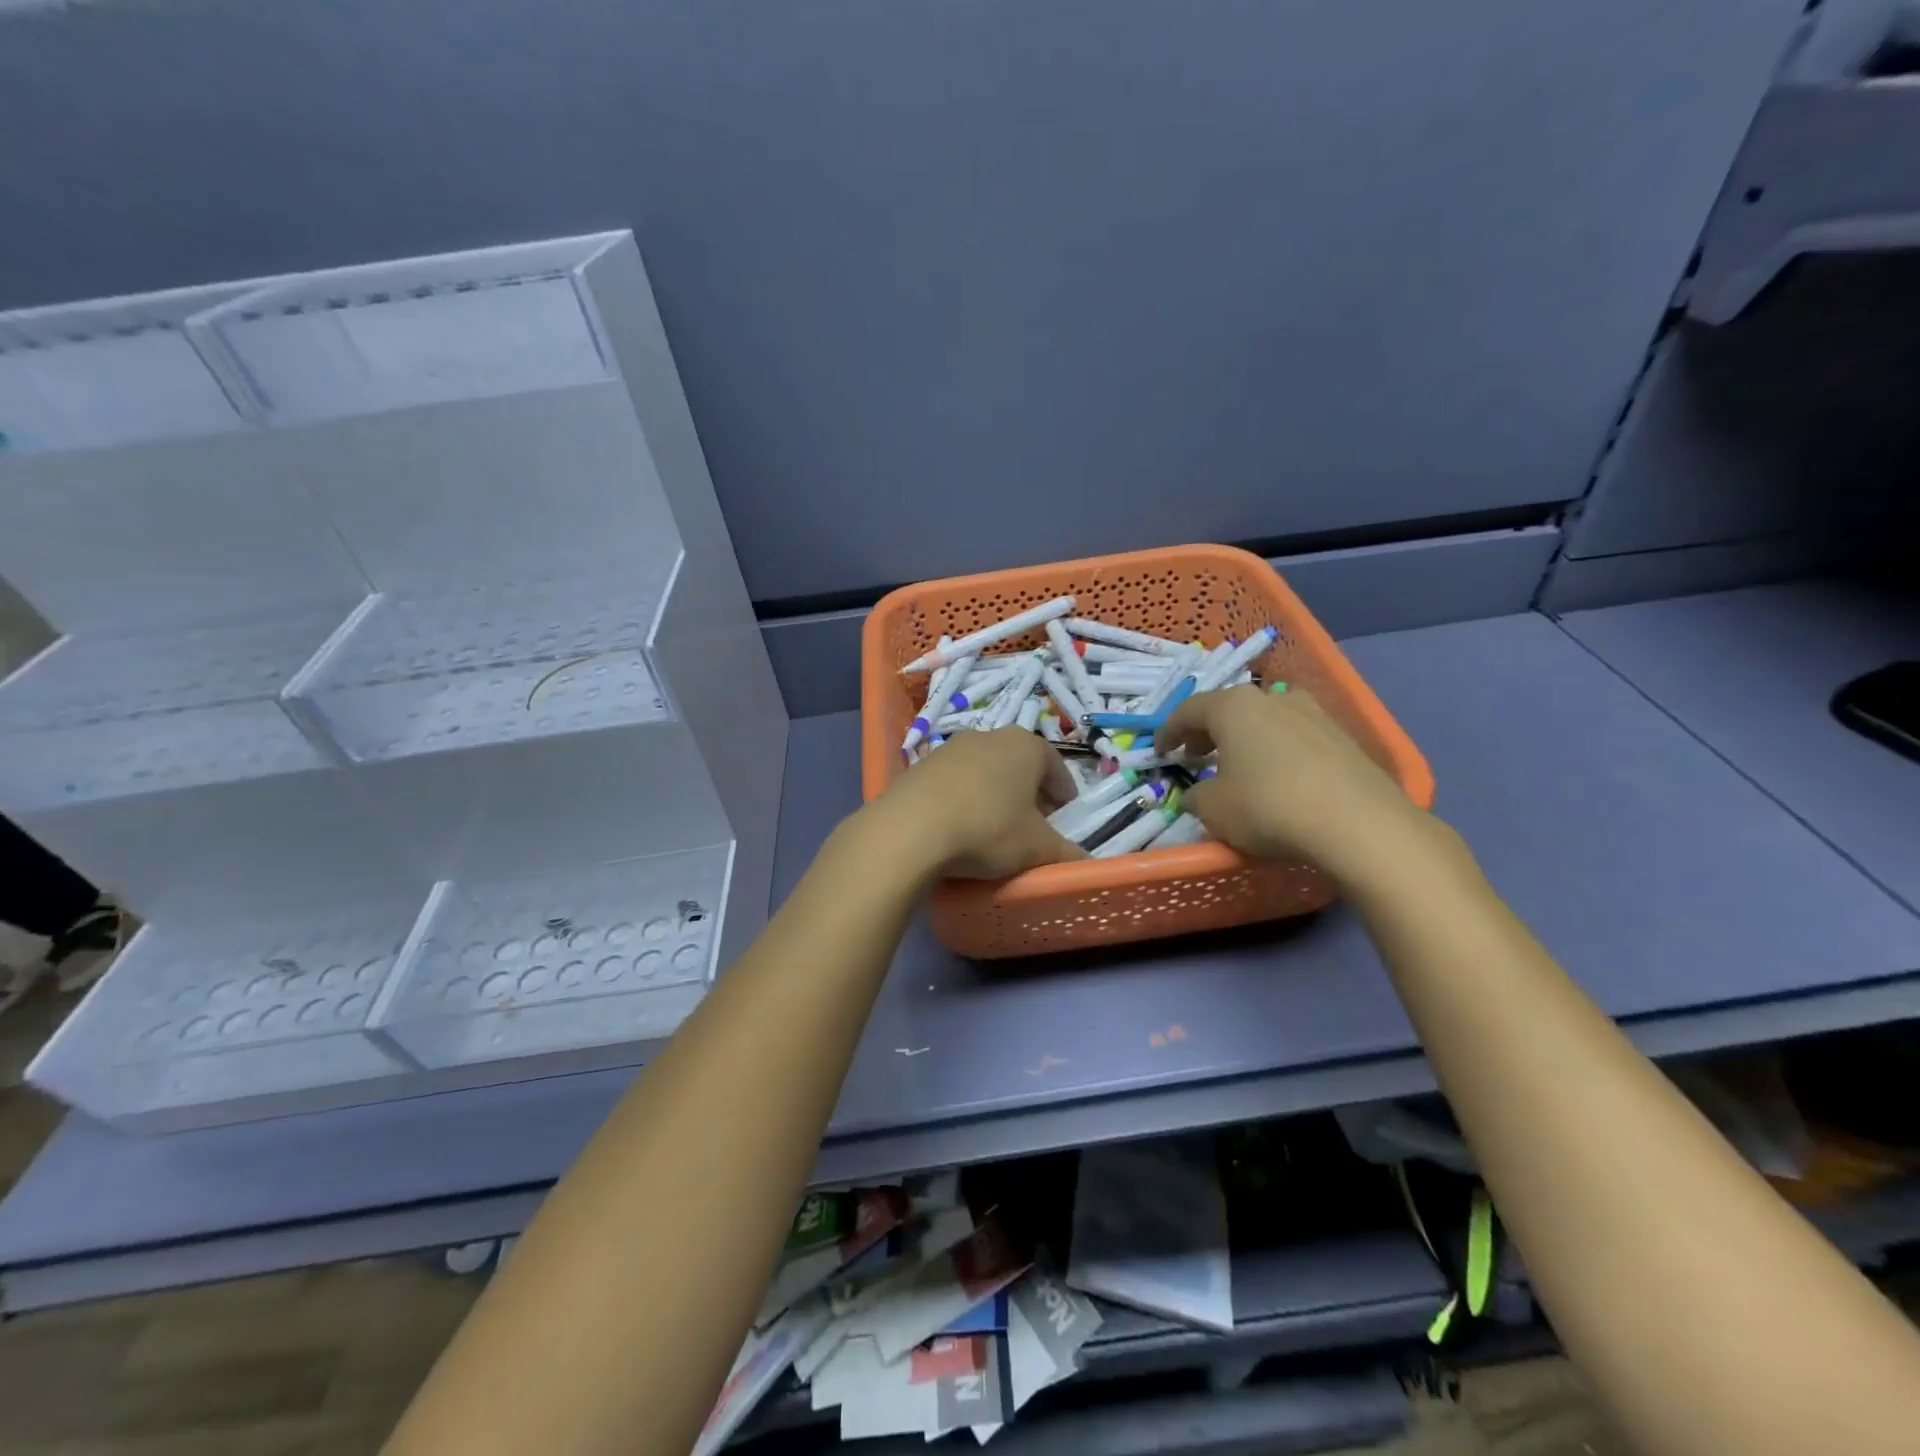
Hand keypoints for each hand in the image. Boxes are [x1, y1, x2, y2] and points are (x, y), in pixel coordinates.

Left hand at [868, 728, 1086, 878]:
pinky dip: (964, 799)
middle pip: (1019, 765)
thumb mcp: (1036, 848)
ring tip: (995, 828)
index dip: (1064, 793)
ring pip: (985, 770)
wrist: (910, 829)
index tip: (1065, 816)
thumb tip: (1087, 865)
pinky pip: (954, 781)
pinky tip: (959, 826)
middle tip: (1034, 824)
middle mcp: (990, 735)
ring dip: (995, 794)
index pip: (1056, 767)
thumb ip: (1067, 854)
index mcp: (1026, 745)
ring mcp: (951, 747)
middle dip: (1030, 792)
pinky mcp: (921, 765)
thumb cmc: (988, 829)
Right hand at [1157, 686, 1435, 885]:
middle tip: (1195, 756)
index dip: (1168, 732)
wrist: (1358, 823)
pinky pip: (1296, 738)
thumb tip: (1197, 795)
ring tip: (1239, 766)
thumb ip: (1196, 797)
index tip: (1160, 752)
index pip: (1188, 711)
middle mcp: (1272, 698)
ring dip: (1245, 739)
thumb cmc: (1268, 807)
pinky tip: (1278, 778)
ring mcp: (1313, 713)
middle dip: (1207, 732)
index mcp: (1232, 707)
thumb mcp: (1213, 810)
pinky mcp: (1343, 736)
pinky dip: (1277, 751)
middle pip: (1228, 709)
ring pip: (1265, 720)